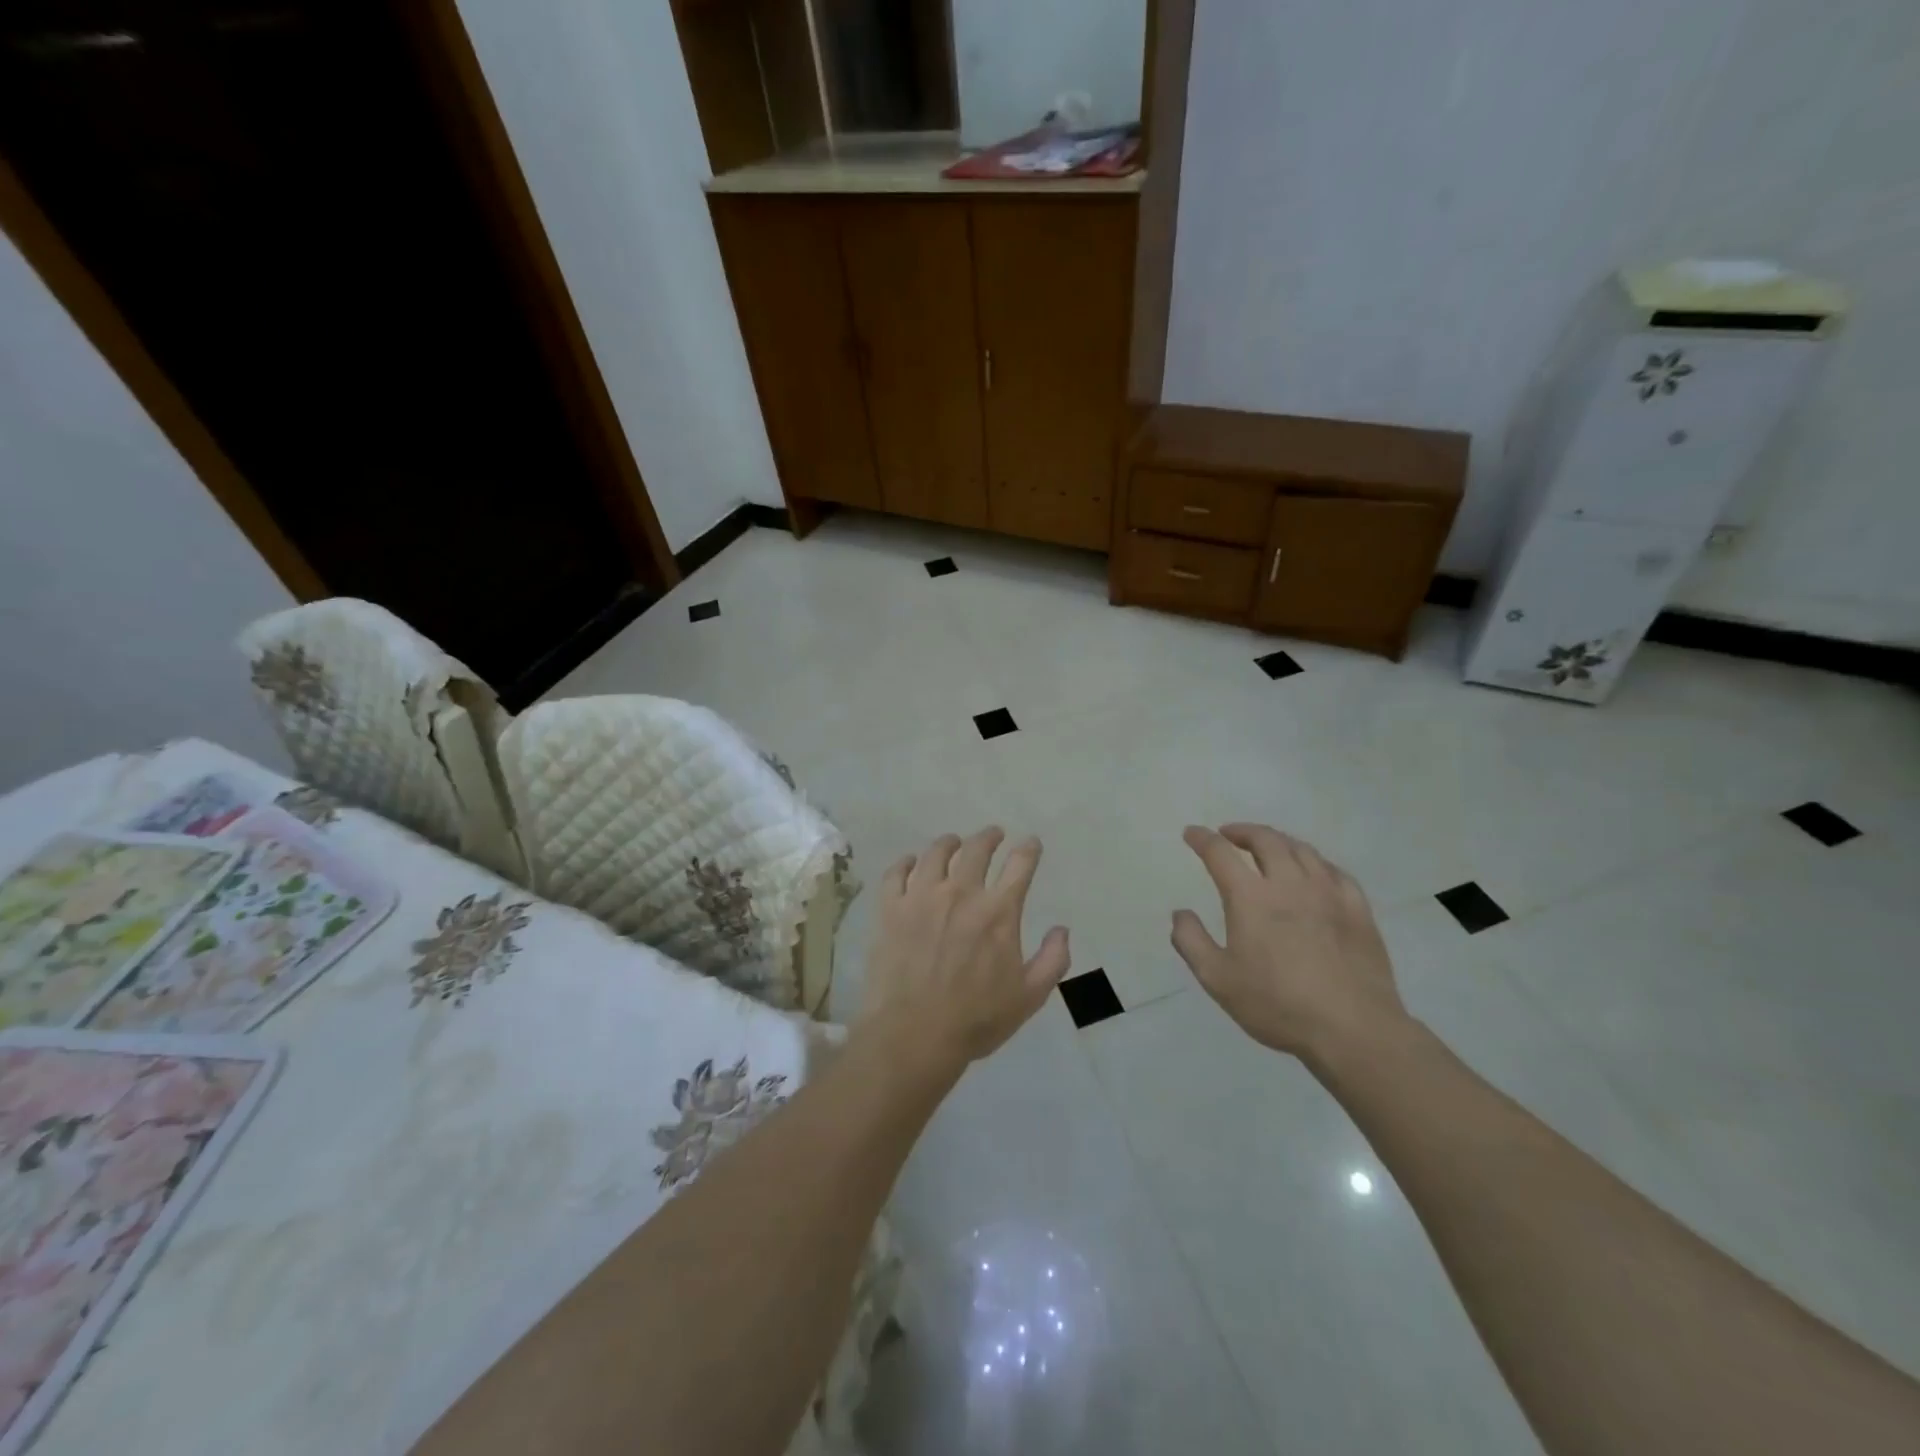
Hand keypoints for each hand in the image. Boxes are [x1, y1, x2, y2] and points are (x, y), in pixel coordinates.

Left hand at [860, 828, 1070, 1068]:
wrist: (913, 1034)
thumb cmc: (976, 1019)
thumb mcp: (1029, 997)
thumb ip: (1052, 960)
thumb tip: (1062, 929)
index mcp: (998, 911)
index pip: (1020, 865)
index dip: (1028, 849)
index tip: (1031, 843)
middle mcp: (961, 893)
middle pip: (977, 849)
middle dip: (989, 837)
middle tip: (993, 835)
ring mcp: (921, 897)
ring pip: (936, 853)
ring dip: (949, 843)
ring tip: (953, 843)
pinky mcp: (890, 908)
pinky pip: (896, 873)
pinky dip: (907, 863)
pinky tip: (911, 864)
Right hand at [1171, 823, 1408, 1062]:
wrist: (1354, 1029)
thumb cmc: (1278, 1004)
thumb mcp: (1217, 979)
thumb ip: (1191, 941)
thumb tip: (1180, 913)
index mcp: (1250, 897)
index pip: (1220, 853)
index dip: (1202, 839)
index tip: (1192, 833)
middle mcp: (1289, 883)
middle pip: (1265, 840)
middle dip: (1242, 831)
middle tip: (1229, 835)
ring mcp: (1328, 893)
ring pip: (1301, 849)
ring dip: (1278, 841)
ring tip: (1267, 847)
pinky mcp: (1358, 909)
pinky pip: (1334, 870)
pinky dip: (1314, 862)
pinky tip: (1313, 872)